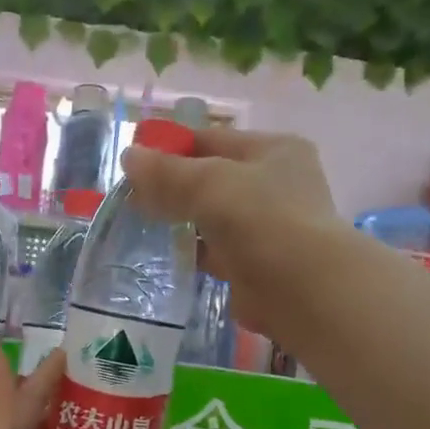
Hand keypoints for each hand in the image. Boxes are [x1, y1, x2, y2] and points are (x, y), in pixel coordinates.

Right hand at [122, 126, 338, 343]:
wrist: (300, 289)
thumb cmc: (260, 220)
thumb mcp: (208, 184)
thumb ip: (166, 172)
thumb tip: (129, 156)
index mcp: (273, 150)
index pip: (213, 139)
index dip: (172, 148)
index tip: (134, 164)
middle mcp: (275, 184)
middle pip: (211, 179)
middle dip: (173, 188)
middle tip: (131, 198)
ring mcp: (266, 227)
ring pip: (212, 217)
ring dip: (181, 221)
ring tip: (139, 225)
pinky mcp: (254, 265)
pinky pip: (214, 252)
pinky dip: (192, 252)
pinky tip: (163, 254)